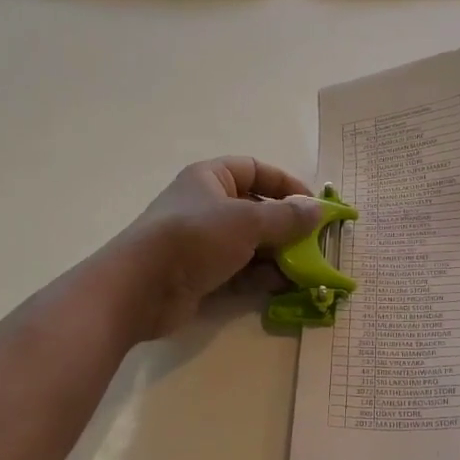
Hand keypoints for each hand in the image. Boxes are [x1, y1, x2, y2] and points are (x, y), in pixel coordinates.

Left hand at [104, 158, 325, 341]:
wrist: (140, 288)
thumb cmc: (193, 238)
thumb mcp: (246, 221)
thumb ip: (286, 218)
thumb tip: (318, 210)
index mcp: (210, 178)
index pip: (255, 170)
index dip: (285, 185)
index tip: (313, 205)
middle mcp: (205, 206)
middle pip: (255, 210)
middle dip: (286, 227)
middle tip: (315, 244)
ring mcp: (202, 244)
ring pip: (249, 244)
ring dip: (278, 256)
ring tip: (306, 270)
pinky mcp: (200, 276)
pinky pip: (239, 272)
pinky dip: (261, 278)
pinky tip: (286, 287)